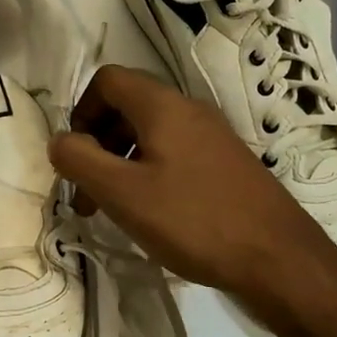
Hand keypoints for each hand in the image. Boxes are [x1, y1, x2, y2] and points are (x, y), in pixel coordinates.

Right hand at [48, 64, 336, 311]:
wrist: (278, 256)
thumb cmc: (194, 220)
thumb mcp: (124, 193)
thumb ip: (81, 160)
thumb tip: (58, 140)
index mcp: (163, 106)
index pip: (108, 80)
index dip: (81, 111)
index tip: (76, 156)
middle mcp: (190, 110)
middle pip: (128, 107)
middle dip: (98, 143)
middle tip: (87, 193)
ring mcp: (213, 136)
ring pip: (151, 134)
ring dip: (121, 163)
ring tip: (113, 210)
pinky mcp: (227, 163)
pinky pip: (175, 154)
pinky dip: (150, 174)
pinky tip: (152, 214)